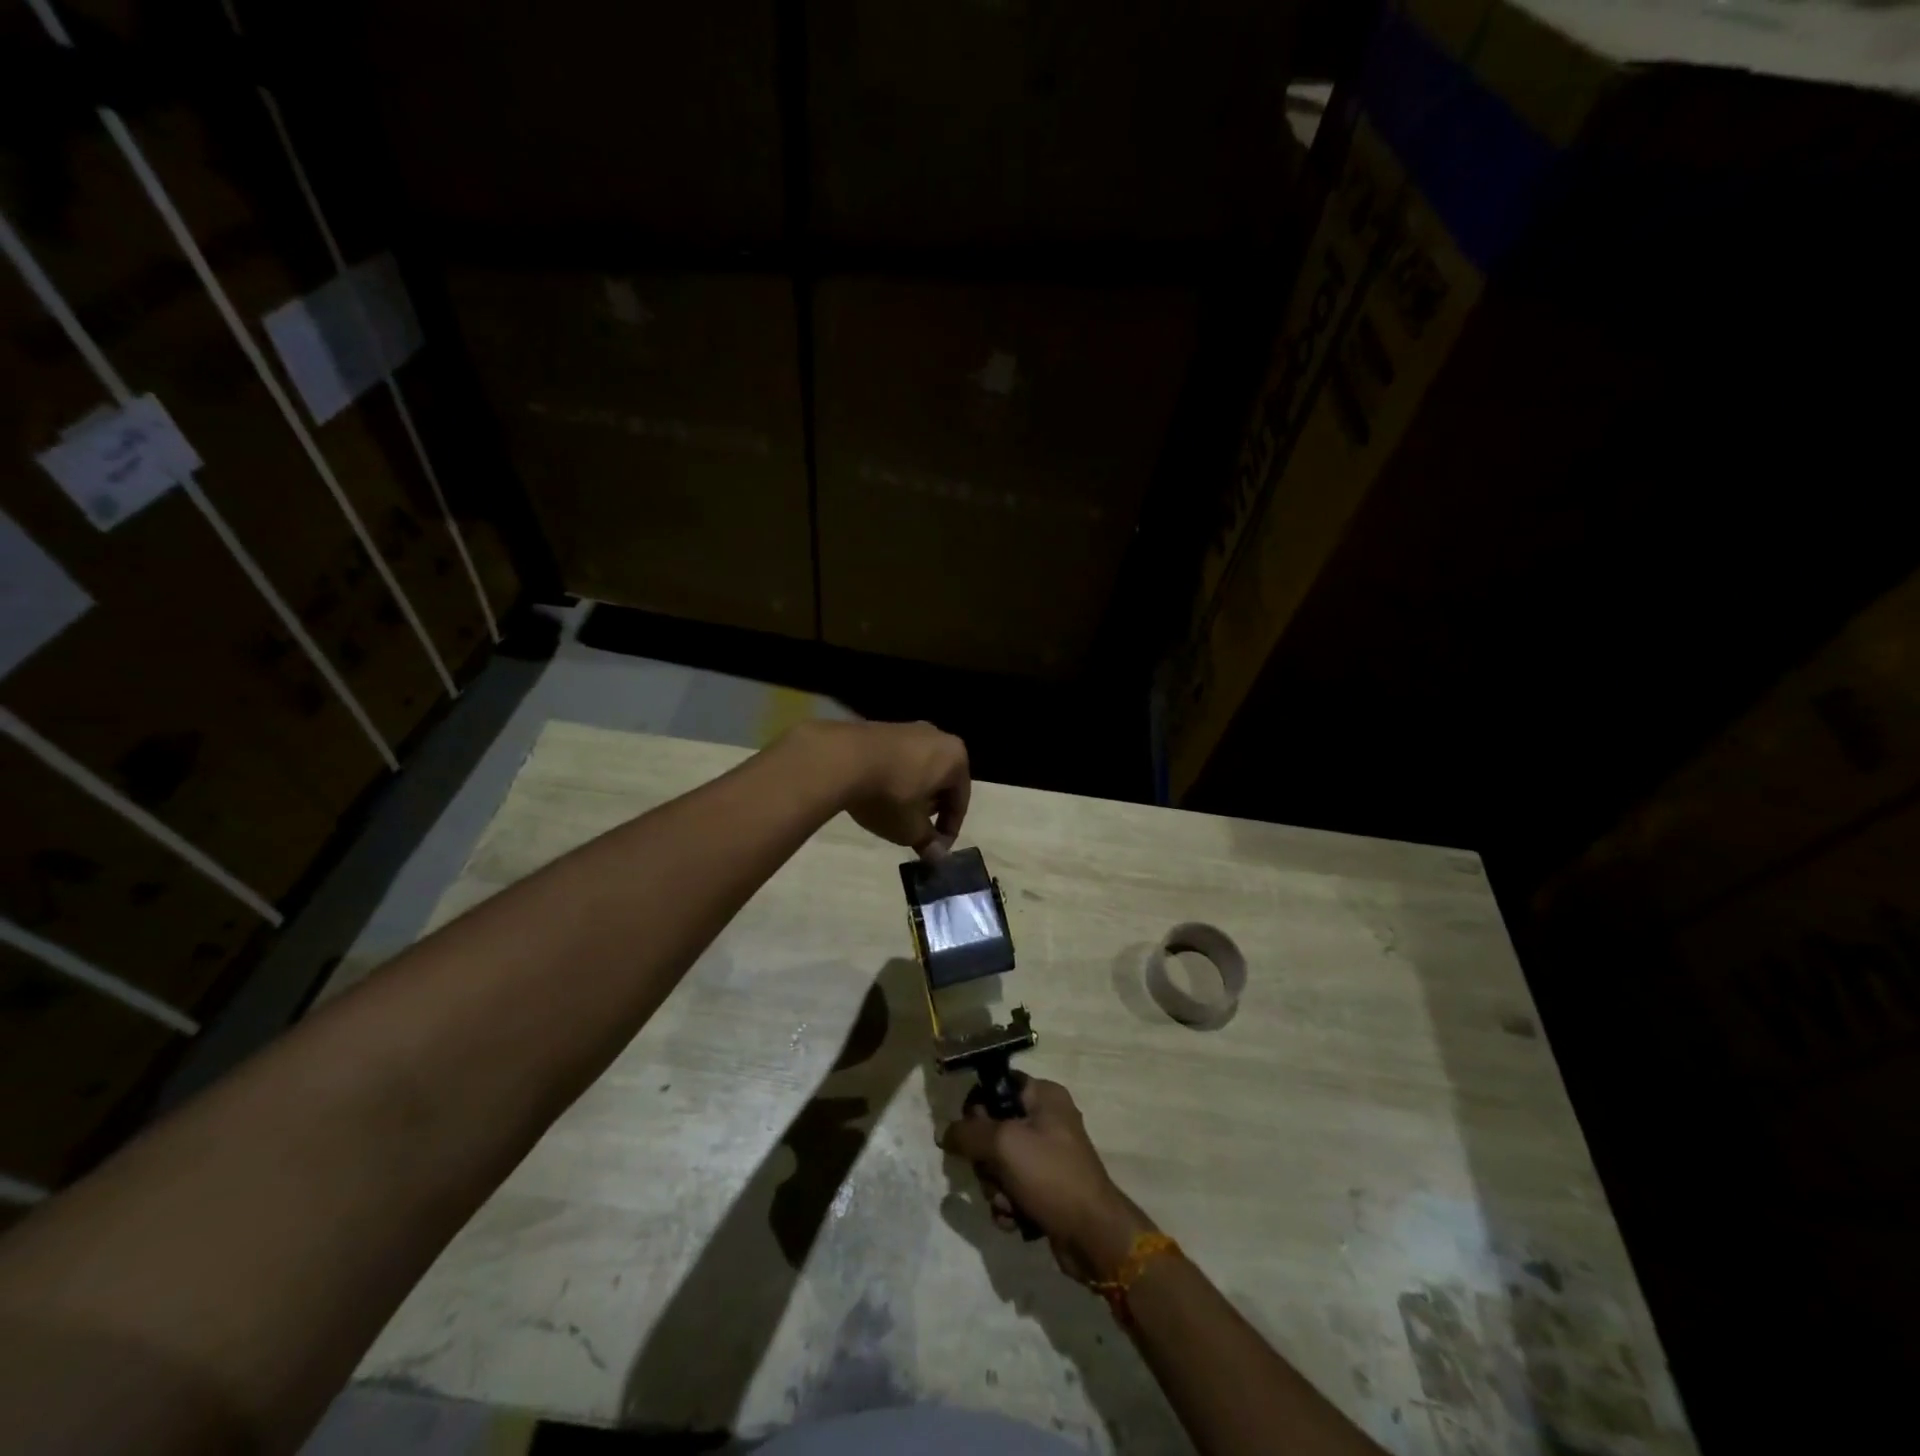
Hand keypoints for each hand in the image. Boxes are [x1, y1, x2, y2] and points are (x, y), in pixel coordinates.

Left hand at [797, 720, 970, 857]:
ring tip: (896, 814)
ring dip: (912, 792)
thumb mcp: (911, 829)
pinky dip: (893, 778)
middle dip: (931, 808)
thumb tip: (937, 856)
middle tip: (918, 831)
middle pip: (941, 780)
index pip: (960, 800)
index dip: (949, 829)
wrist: (841, 759)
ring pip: (918, 768)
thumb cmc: (890, 795)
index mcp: (955, 757)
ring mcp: (907, 728)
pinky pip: (897, 759)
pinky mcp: (880, 728)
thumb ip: (928, 842)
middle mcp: (936, 736)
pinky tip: (877, 794)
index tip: (936, 849)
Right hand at [941, 1078, 1155, 1281]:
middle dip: (986, 1161)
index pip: (998, 1086)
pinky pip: (1011, 1189)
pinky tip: (1016, 1220)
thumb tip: (944, 1132)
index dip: (978, 1108)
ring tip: (1009, 1203)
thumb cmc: (1051, 1176)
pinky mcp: (1046, 1189)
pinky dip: (1008, 1206)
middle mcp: (1046, 1120)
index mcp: (1044, 1096)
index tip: (969, 1132)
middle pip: (993, 1130)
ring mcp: (1047, 1157)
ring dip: (995, 1188)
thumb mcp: (1004, 1144)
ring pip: (999, 1164)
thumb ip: (968, 1133)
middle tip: (994, 1175)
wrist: (1093, 1237)